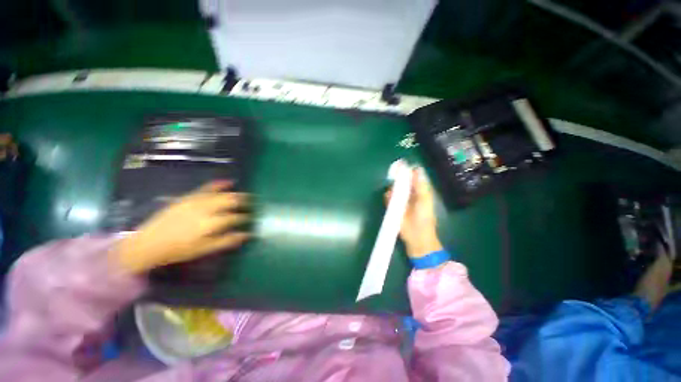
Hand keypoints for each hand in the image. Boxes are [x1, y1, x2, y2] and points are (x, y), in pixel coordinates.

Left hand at [116, 181, 250, 272]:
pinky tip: (228, 181)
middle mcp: (207, 209)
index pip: (236, 217)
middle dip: (243, 201)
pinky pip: (207, 187)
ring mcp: (197, 201)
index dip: (245, 217)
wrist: (150, 243)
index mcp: (212, 223)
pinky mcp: (189, 197)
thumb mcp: (205, 249)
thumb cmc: (179, 249)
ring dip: (235, 193)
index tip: (250, 218)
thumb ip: (227, 240)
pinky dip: (219, 184)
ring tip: (244, 195)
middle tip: (251, 203)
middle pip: (231, 201)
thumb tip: (246, 234)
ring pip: (222, 194)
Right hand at [386, 167, 441, 257]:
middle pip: (403, 183)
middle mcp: (410, 195)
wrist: (417, 238)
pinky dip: (388, 197)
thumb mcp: (425, 200)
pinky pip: (389, 200)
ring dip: (393, 187)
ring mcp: (401, 202)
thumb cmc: (424, 218)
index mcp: (420, 193)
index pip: (414, 179)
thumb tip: (417, 170)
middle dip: (399, 178)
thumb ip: (421, 186)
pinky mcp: (394, 209)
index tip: (402, 164)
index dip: (409, 171)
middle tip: (393, 172)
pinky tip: (388, 195)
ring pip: (395, 190)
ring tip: (391, 184)